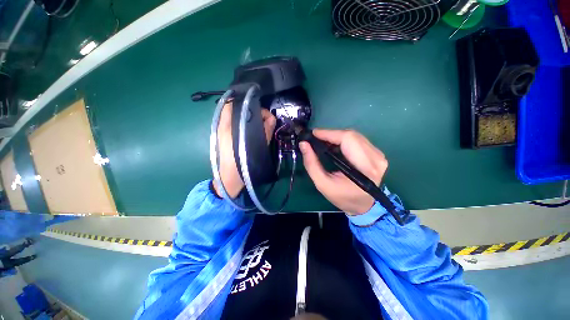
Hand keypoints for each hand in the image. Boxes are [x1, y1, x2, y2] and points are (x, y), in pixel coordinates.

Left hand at [213, 102, 275, 197]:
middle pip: (238, 108)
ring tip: (262, 126)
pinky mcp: (225, 136)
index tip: (262, 108)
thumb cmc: (242, 161)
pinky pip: (238, 124)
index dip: (248, 101)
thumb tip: (271, 118)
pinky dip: (247, 125)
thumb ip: (265, 130)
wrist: (229, 178)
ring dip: (251, 119)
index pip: (235, 102)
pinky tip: (255, 131)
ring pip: (239, 117)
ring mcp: (223, 130)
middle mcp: (223, 123)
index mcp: (227, 124)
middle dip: (253, 111)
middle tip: (265, 120)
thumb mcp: (256, 145)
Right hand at [299, 129, 387, 214]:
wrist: (363, 206)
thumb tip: (304, 144)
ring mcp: (379, 155)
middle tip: (316, 139)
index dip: (329, 133)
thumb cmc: (342, 197)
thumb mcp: (322, 184)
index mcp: (364, 168)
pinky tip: (335, 146)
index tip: (313, 133)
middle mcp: (375, 158)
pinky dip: (344, 140)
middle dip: (331, 134)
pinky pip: (358, 140)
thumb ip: (311, 164)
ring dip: (337, 137)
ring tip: (324, 142)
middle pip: (351, 135)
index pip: (347, 139)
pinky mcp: (377, 154)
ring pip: (355, 136)